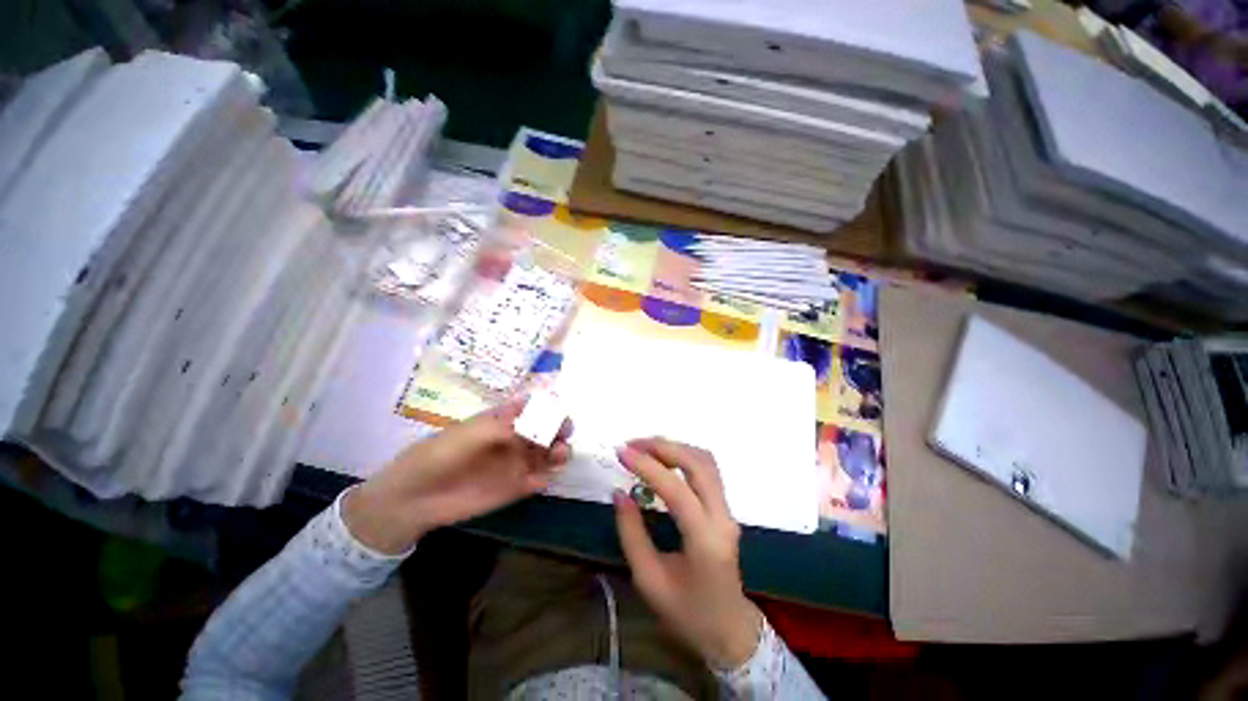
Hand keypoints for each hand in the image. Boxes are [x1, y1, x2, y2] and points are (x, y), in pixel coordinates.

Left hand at [343, 399, 572, 554]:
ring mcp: (517, 462)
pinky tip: (540, 479)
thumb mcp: (472, 432)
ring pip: (548, 453)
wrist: (415, 496)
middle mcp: (516, 437)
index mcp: (504, 418)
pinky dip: (546, 478)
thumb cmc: (440, 453)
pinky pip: (539, 479)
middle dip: (560, 428)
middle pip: (547, 428)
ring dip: (559, 451)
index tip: (557, 410)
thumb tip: (539, 419)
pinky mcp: (516, 487)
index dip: (549, 406)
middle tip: (563, 433)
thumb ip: (506, 426)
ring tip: (558, 455)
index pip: (535, 407)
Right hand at [613, 438, 762, 669]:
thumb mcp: (649, 580)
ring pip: (705, 461)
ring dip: (675, 447)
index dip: (648, 467)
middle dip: (664, 447)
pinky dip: (683, 455)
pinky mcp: (724, 507)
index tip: (622, 452)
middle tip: (632, 445)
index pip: (677, 490)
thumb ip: (631, 533)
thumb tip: (619, 493)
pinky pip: (706, 469)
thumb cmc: (686, 613)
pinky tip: (663, 458)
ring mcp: (727, 510)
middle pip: (698, 464)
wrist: (728, 630)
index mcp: (705, 541)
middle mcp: (722, 518)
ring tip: (644, 448)